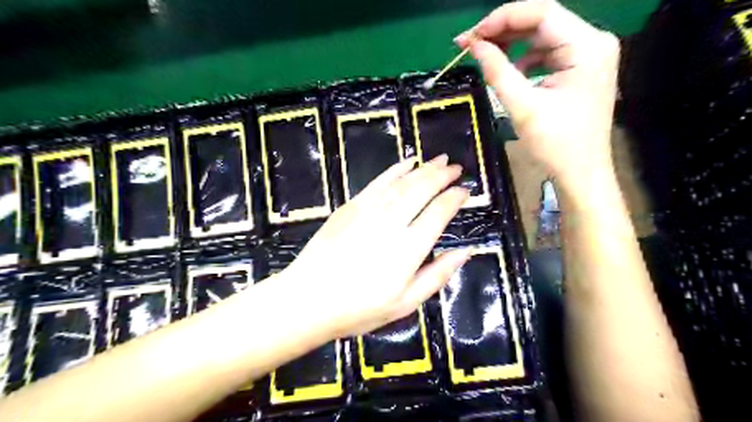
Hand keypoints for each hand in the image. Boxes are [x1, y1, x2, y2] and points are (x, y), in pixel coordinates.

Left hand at [281, 155, 467, 335]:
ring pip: (402, 182)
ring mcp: (369, 211)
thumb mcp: (406, 304)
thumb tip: (466, 252)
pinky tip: (407, 162)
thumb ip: (438, 275)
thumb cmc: (359, 308)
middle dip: (442, 175)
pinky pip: (378, 181)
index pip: (439, 212)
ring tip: (439, 159)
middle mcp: (392, 223)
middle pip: (422, 190)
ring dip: (423, 168)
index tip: (465, 190)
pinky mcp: (350, 206)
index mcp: (409, 248)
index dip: (455, 198)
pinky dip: (395, 169)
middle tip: (455, 167)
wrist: (309, 299)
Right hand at [454, 0, 618, 191]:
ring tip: (485, 56)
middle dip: (504, 30)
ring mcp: (589, 55)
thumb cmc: (555, 144)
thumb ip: (497, 71)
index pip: (541, 12)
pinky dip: (525, 59)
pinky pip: (548, 53)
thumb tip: (474, 45)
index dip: (501, 19)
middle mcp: (593, 42)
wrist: (581, 172)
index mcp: (586, 47)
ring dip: (512, 44)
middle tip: (470, 44)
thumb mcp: (522, 106)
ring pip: (543, 36)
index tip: (471, 36)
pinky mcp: (581, 68)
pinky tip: (510, 72)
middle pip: (543, 21)